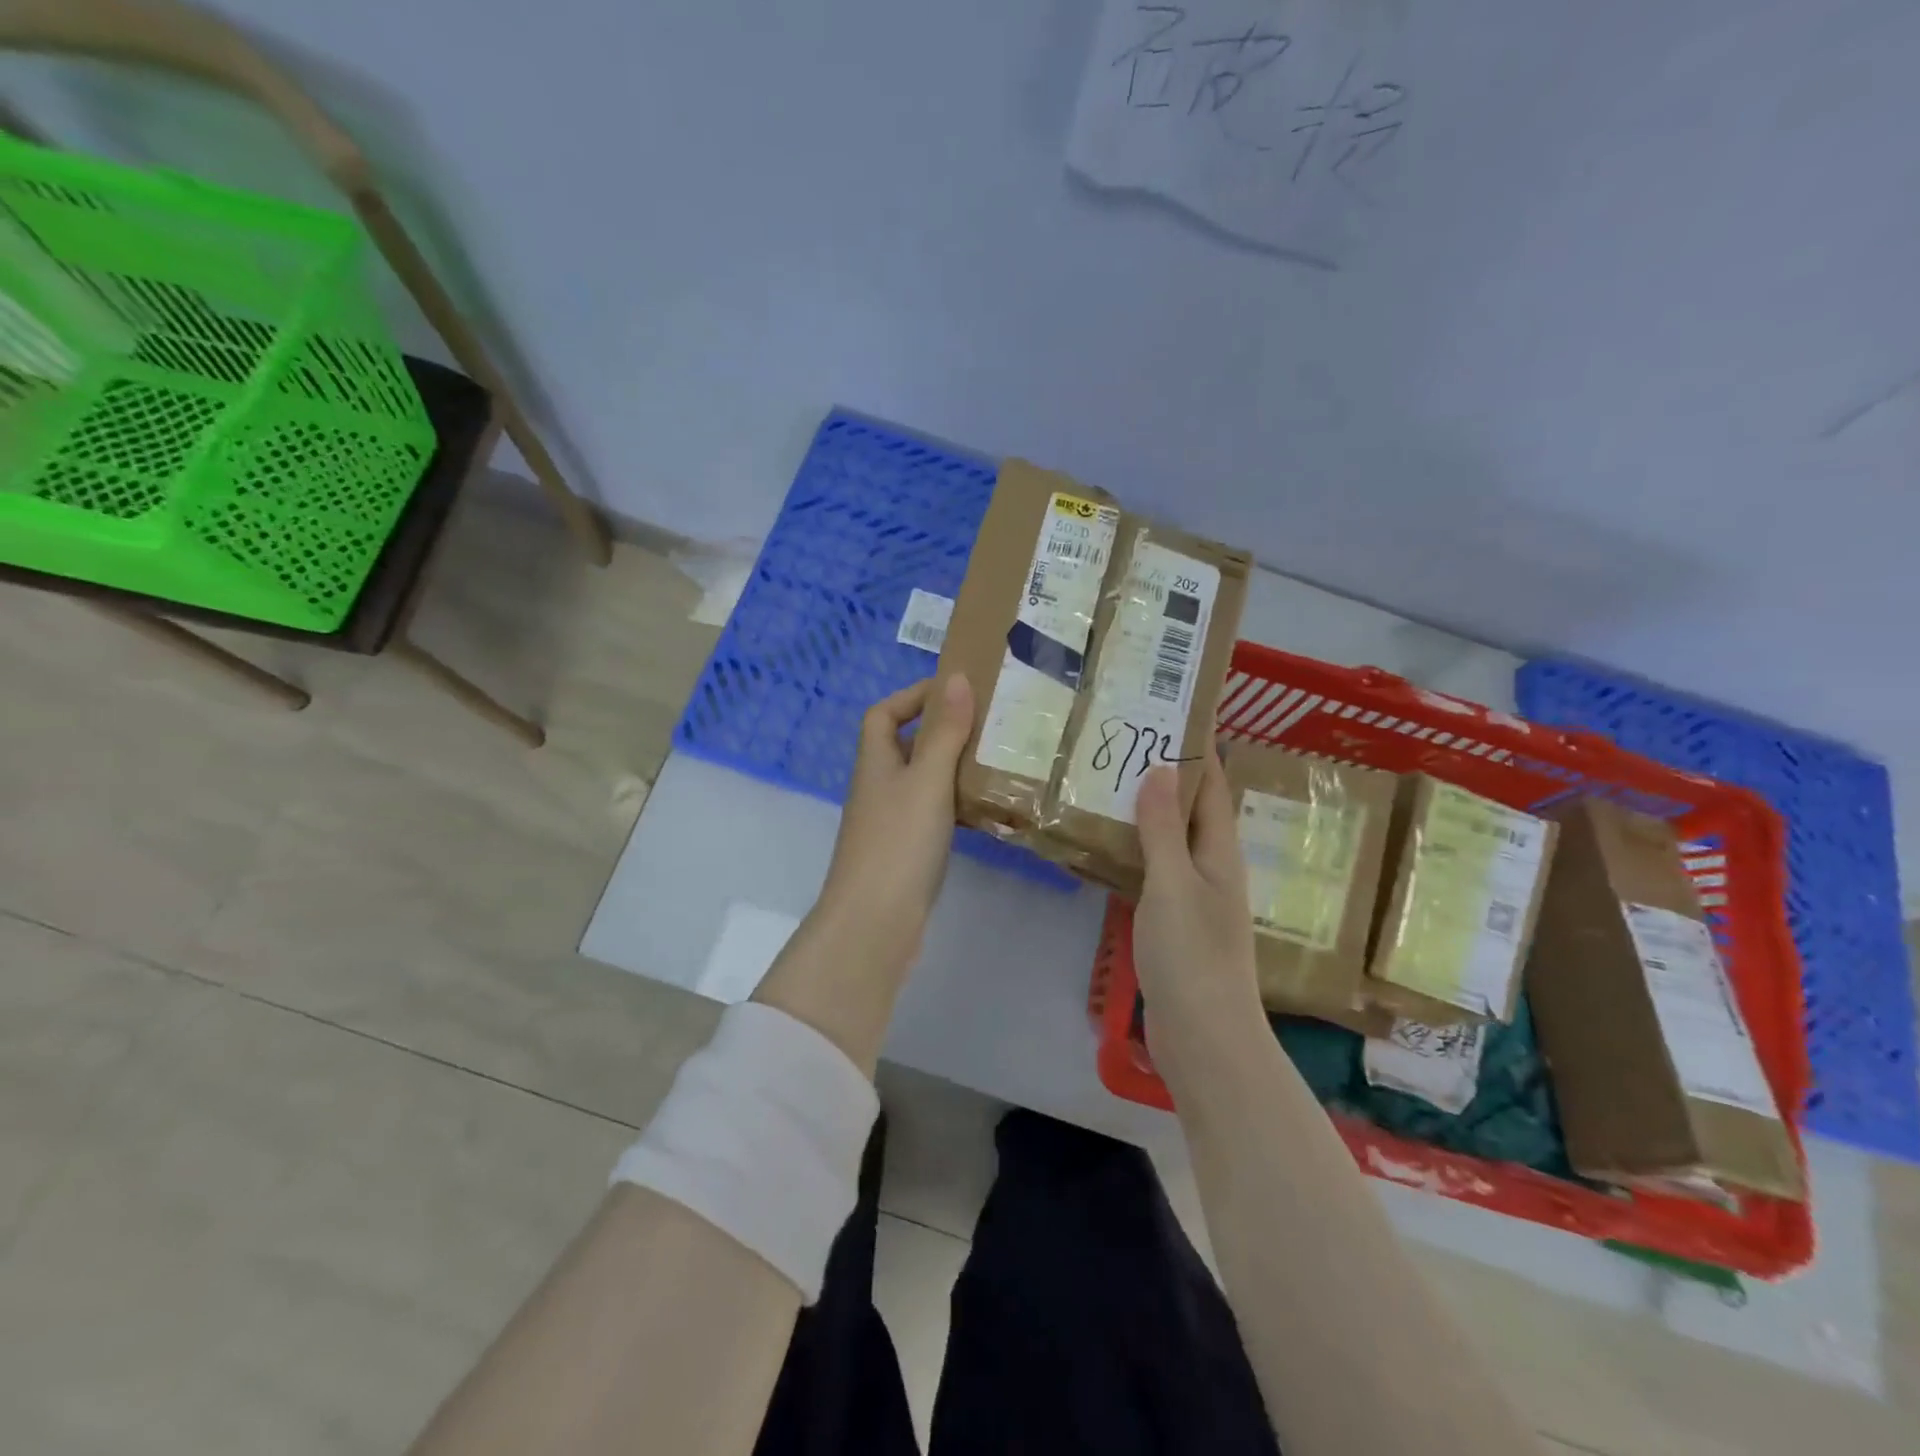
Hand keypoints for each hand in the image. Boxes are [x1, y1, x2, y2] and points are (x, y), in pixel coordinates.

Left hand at [815, 673, 974, 973]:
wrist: (875, 921)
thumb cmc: (899, 842)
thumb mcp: (927, 779)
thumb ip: (944, 731)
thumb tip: (956, 678)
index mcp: (876, 761)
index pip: (884, 713)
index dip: (913, 695)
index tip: (955, 690)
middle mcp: (880, 786)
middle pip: (907, 745)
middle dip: (943, 729)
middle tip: (990, 723)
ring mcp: (892, 821)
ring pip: (924, 780)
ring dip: (954, 767)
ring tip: (998, 759)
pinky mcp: (907, 851)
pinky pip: (934, 813)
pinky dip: (957, 804)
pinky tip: (987, 808)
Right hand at [1133, 751, 1262, 1067]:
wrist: (1204, 1037)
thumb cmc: (1192, 955)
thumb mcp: (1174, 884)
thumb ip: (1163, 828)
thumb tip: (1160, 767)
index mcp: (1220, 852)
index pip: (1212, 786)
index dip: (1198, 748)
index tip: (1172, 712)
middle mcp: (1212, 868)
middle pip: (1191, 808)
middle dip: (1165, 773)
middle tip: (1124, 740)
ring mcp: (1194, 897)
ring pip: (1171, 839)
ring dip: (1147, 810)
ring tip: (1108, 780)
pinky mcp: (1174, 922)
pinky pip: (1155, 870)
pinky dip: (1136, 848)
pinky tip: (1107, 843)